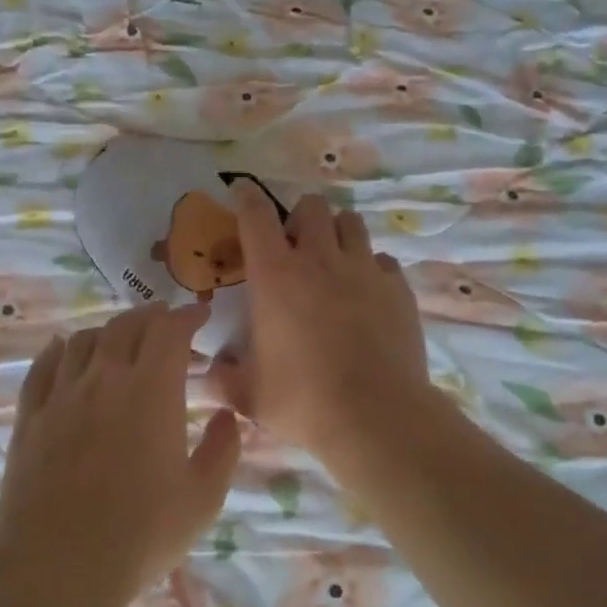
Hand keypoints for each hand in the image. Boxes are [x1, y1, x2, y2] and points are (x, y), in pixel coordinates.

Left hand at [0, 302, 240, 595]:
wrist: (59, 568)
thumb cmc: (142, 534)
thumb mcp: (203, 498)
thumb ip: (223, 450)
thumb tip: (226, 416)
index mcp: (151, 391)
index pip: (170, 331)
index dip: (188, 316)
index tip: (201, 314)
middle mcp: (104, 379)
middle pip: (125, 326)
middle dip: (151, 316)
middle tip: (166, 323)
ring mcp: (61, 396)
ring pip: (82, 340)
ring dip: (108, 330)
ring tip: (121, 339)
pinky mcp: (30, 418)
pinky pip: (43, 367)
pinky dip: (59, 350)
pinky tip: (64, 351)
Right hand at [213, 184, 432, 459]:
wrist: (375, 416)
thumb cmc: (303, 401)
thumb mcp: (249, 395)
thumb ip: (222, 379)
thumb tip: (209, 373)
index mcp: (275, 276)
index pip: (256, 216)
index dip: (246, 197)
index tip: (242, 190)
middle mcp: (320, 260)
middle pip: (312, 206)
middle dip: (299, 217)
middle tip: (295, 247)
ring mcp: (364, 270)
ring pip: (352, 222)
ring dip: (337, 233)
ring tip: (333, 261)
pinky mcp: (398, 289)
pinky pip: (382, 260)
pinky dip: (371, 268)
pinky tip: (366, 294)